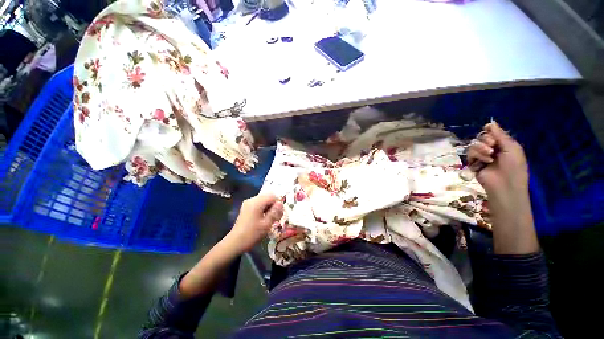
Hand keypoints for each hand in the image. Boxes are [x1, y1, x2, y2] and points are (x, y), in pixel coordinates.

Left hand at [227, 193, 283, 252]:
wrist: (237, 241)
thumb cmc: (252, 233)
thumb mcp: (266, 224)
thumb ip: (275, 213)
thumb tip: (281, 203)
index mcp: (256, 202)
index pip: (272, 196)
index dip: (278, 204)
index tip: (279, 215)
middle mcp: (251, 200)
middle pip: (267, 197)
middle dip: (273, 206)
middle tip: (275, 218)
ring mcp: (247, 205)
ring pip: (262, 202)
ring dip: (268, 209)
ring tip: (269, 221)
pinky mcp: (246, 209)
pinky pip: (257, 206)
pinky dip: (262, 211)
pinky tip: (262, 221)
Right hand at [468, 121, 537, 253]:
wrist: (507, 190)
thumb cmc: (514, 168)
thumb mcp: (511, 147)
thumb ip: (500, 133)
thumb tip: (490, 122)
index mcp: (503, 146)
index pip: (492, 132)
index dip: (490, 131)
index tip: (492, 134)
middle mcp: (493, 151)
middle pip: (482, 136)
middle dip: (486, 138)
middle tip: (492, 146)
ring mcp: (484, 160)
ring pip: (475, 144)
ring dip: (481, 146)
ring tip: (489, 155)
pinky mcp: (476, 168)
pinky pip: (470, 155)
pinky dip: (476, 154)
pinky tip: (485, 161)